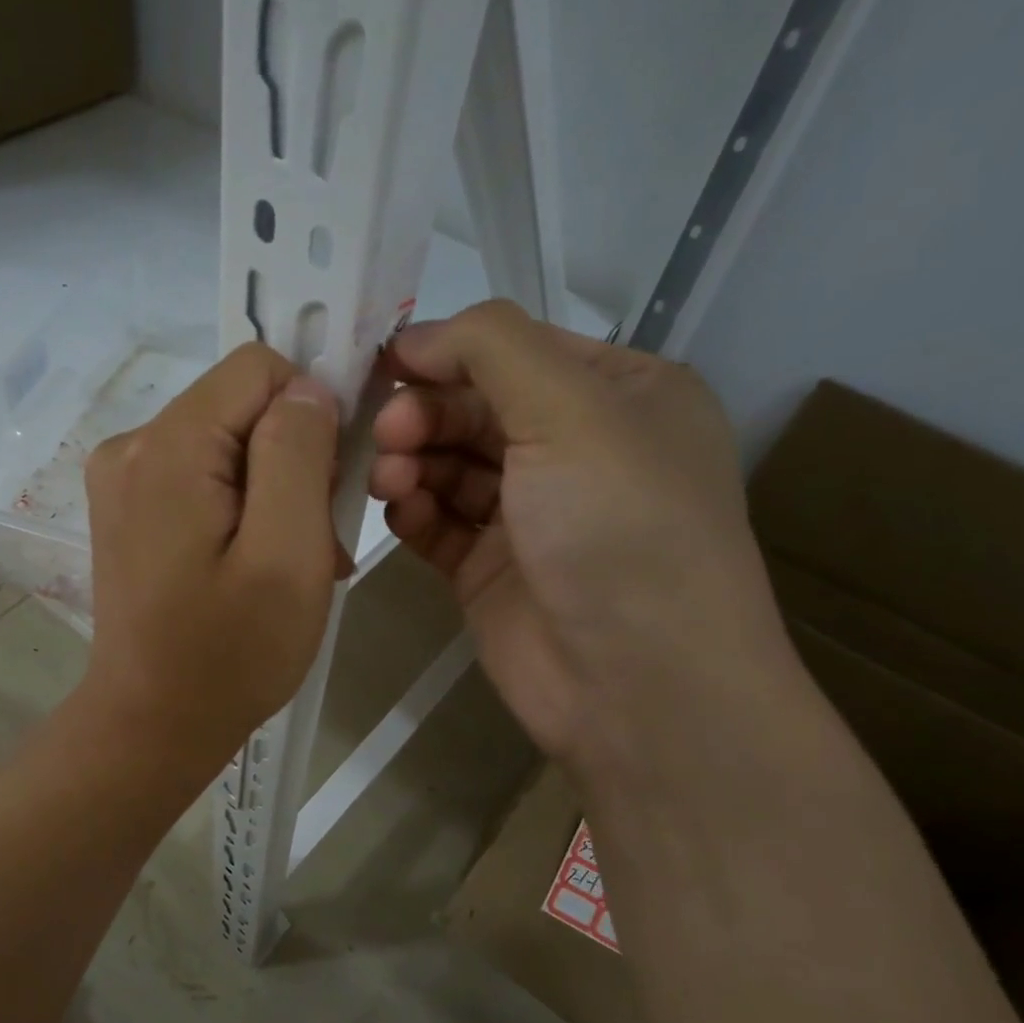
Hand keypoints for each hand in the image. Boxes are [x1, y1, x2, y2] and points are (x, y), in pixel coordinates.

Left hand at [82, 343, 345, 767]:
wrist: (152, 725)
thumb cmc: (230, 654)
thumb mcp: (287, 554)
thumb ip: (298, 455)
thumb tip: (307, 389)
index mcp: (168, 446)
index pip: (260, 369)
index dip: (310, 413)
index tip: (330, 485)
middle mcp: (132, 445)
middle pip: (243, 408)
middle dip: (293, 463)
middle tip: (312, 543)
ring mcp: (123, 479)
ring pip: (228, 445)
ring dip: (273, 493)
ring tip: (289, 564)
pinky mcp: (129, 509)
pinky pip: (202, 478)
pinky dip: (241, 510)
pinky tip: (254, 566)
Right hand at [370, 300, 784, 765]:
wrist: (639, 685)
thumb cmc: (619, 528)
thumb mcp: (571, 410)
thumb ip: (490, 349)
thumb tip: (414, 337)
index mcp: (620, 395)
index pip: (515, 351)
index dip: (448, 352)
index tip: (385, 365)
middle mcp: (576, 450)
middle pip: (474, 409)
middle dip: (425, 414)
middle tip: (386, 434)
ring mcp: (530, 515)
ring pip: (449, 466)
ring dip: (411, 461)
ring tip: (389, 479)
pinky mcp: (490, 569)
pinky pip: (438, 522)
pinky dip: (414, 510)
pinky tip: (399, 513)